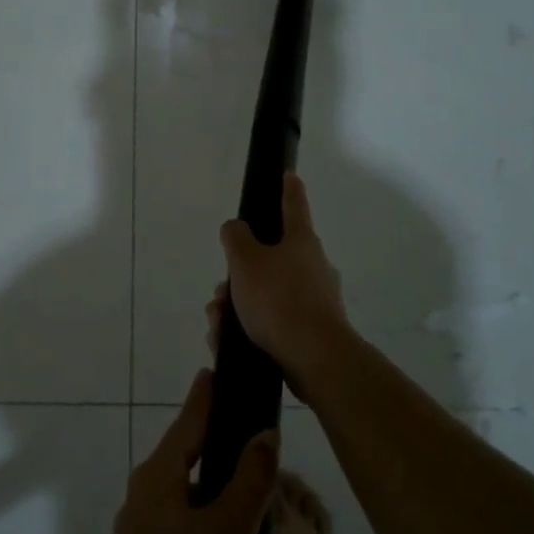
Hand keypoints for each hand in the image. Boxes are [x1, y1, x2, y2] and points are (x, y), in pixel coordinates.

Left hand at [98, 368, 277, 533]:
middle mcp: (151, 504)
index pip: (189, 421)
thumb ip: (248, 480)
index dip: (208, 397)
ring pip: (216, 532)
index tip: (220, 370)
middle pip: (209, 480)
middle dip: (252, 503)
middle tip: (284, 516)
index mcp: (158, 480)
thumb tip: (262, 433)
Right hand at [217, 173, 352, 382]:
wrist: (315, 358)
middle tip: (220, 293)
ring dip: (237, 305)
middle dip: (238, 275)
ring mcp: (314, 300)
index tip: (289, 175)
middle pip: (269, 258)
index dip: (288, 188)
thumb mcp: (245, 261)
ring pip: (265, 293)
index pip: (293, 205)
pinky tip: (227, 342)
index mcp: (301, 241)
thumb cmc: (279, 299)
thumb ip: (236, 237)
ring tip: (218, 323)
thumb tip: (236, 228)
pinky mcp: (309, 331)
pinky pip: (272, 322)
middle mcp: (312, 266)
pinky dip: (247, 329)